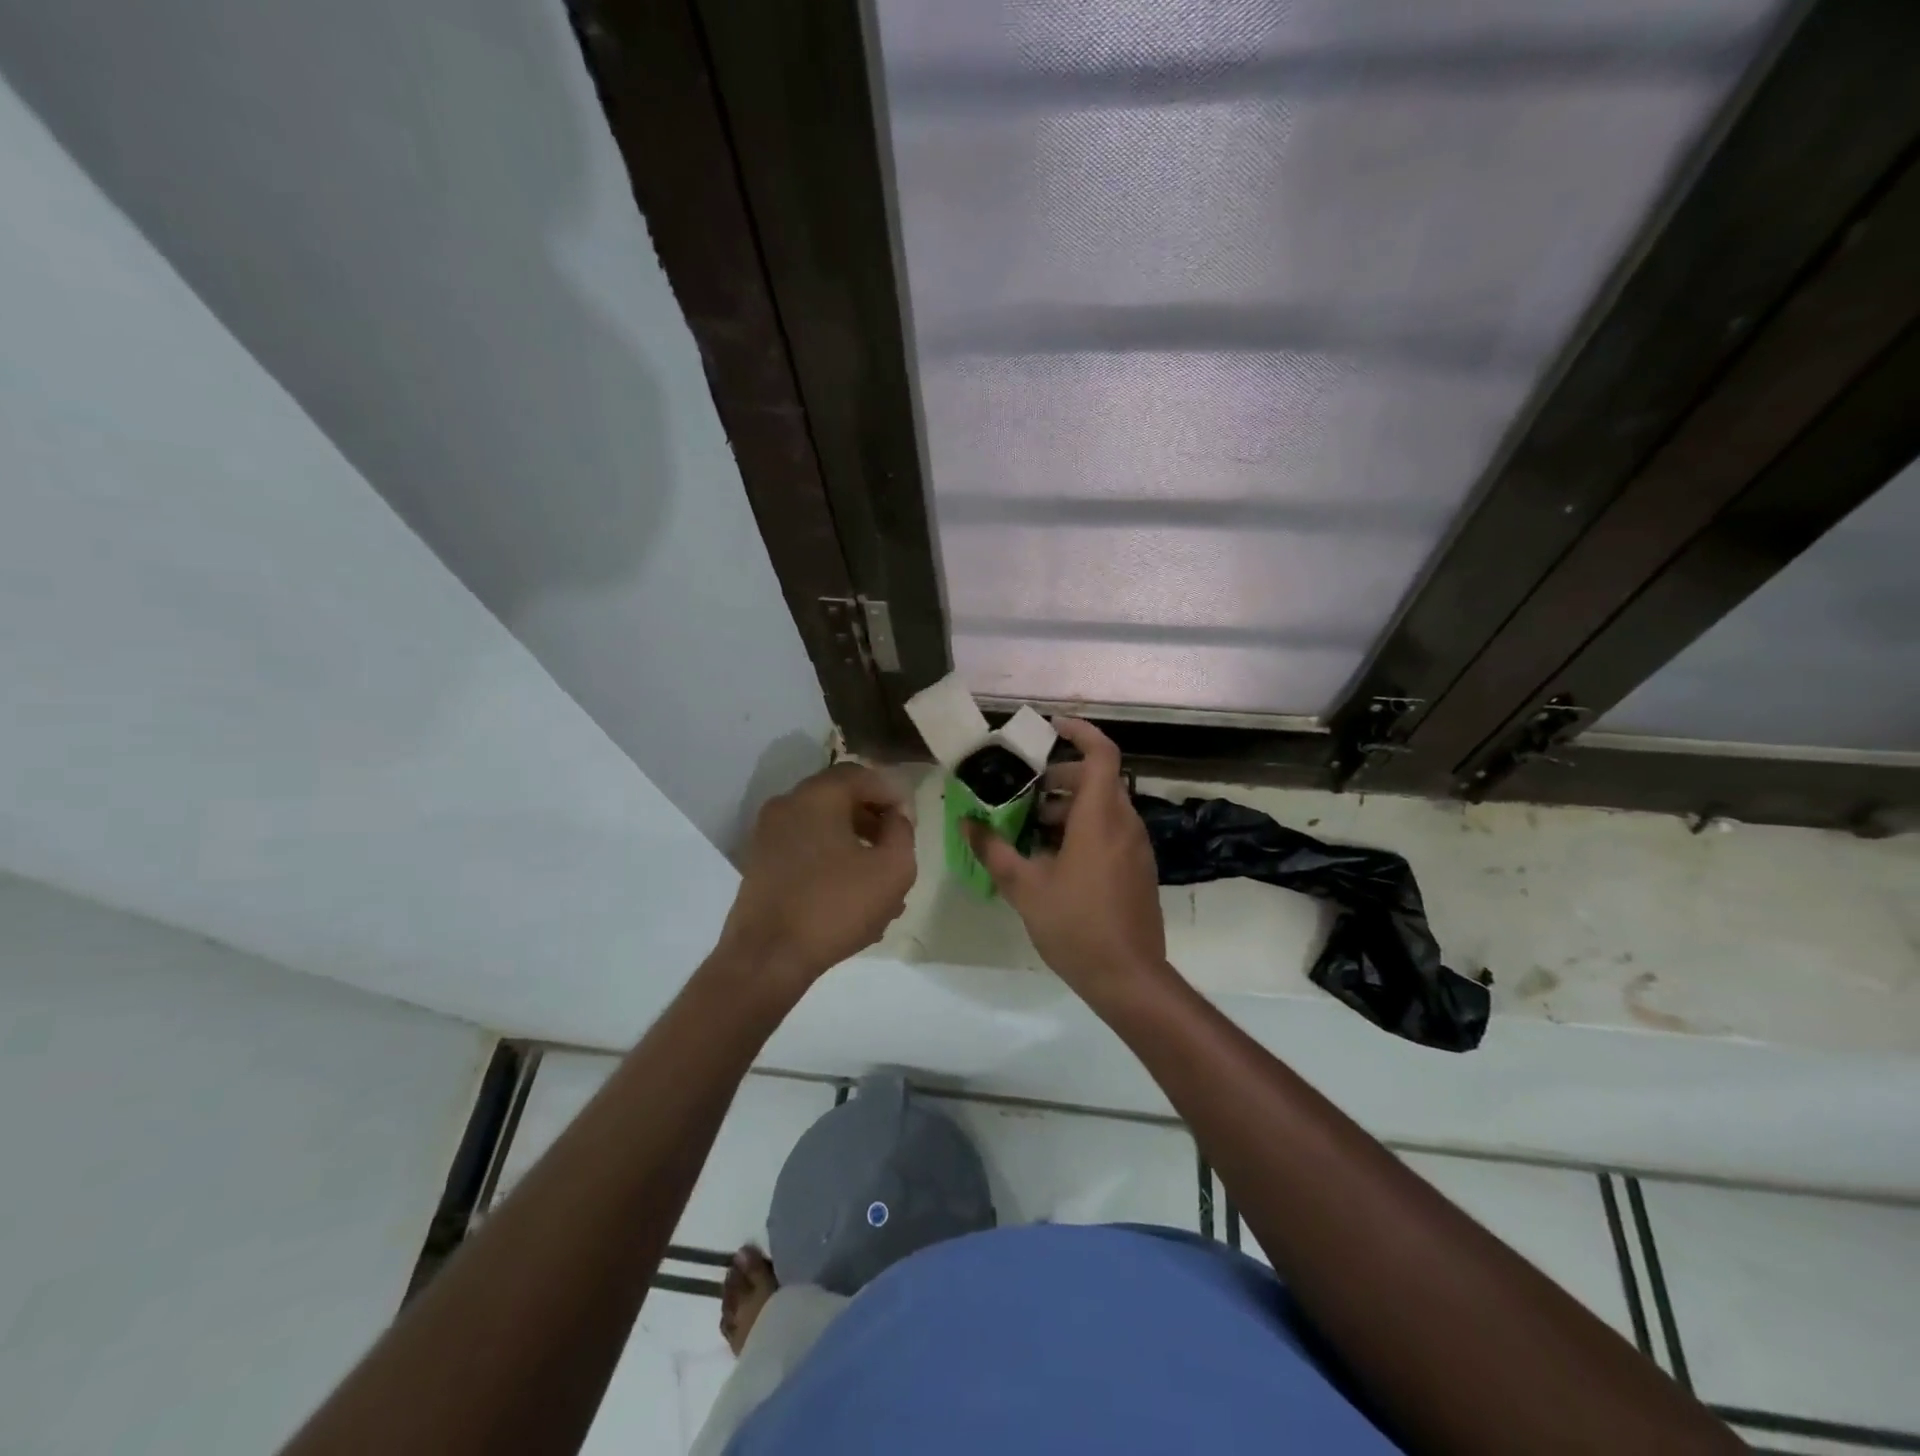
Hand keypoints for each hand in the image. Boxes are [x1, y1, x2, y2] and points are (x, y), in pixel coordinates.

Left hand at [717, 762, 916, 992]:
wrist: (767, 957)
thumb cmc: (836, 907)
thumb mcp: (893, 869)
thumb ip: (902, 832)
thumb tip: (895, 817)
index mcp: (817, 796)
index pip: (862, 775)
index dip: (892, 794)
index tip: (910, 823)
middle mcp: (787, 805)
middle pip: (840, 799)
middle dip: (873, 820)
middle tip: (896, 847)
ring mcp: (768, 835)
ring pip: (823, 827)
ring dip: (854, 844)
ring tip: (879, 880)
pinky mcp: (760, 864)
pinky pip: (805, 849)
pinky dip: (830, 860)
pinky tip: (851, 895)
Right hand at [964, 718, 1165, 999]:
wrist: (1128, 977)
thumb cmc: (1075, 925)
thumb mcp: (1024, 887)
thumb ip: (993, 850)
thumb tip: (966, 823)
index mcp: (1100, 818)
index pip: (1101, 753)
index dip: (1080, 732)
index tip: (1052, 727)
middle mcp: (1124, 823)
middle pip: (1098, 778)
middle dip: (1062, 775)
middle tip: (1027, 788)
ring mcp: (1136, 847)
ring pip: (1104, 806)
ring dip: (1070, 805)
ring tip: (1033, 825)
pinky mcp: (1138, 868)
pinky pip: (1111, 830)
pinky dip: (1085, 827)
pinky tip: (1055, 857)